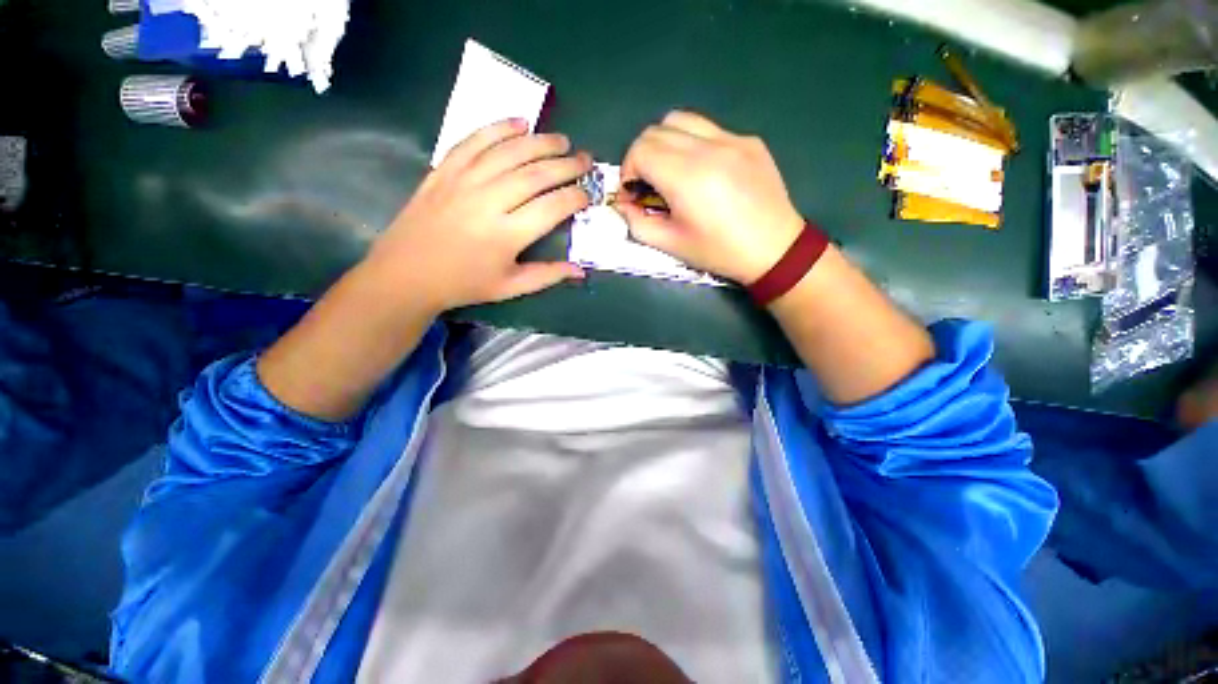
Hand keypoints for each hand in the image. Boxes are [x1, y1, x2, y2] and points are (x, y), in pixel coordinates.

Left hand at [364, 118, 591, 315]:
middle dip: (566, 165)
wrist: (407, 273)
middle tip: (585, 160)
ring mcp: (464, 181)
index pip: (552, 207)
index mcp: (507, 235)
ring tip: (561, 140)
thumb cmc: (464, 284)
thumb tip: (580, 271)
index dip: (575, 197)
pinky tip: (519, 122)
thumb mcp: (510, 287)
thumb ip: (547, 276)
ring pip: (509, 152)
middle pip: (535, 174)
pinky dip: (498, 128)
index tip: (588, 193)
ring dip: (540, 142)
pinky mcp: (445, 170)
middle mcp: (488, 201)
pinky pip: (474, 140)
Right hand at [618, 111, 803, 283]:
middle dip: (642, 156)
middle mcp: (709, 147)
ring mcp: (733, 139)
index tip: (633, 193)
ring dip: (666, 142)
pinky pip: (710, 130)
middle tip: (648, 184)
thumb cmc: (719, 252)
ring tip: (671, 172)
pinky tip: (704, 173)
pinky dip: (694, 145)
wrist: (774, 249)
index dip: (628, 170)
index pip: (640, 150)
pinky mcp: (749, 140)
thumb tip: (622, 205)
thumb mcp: (671, 245)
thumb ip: (638, 223)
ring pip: (682, 120)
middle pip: (656, 130)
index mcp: (687, 177)